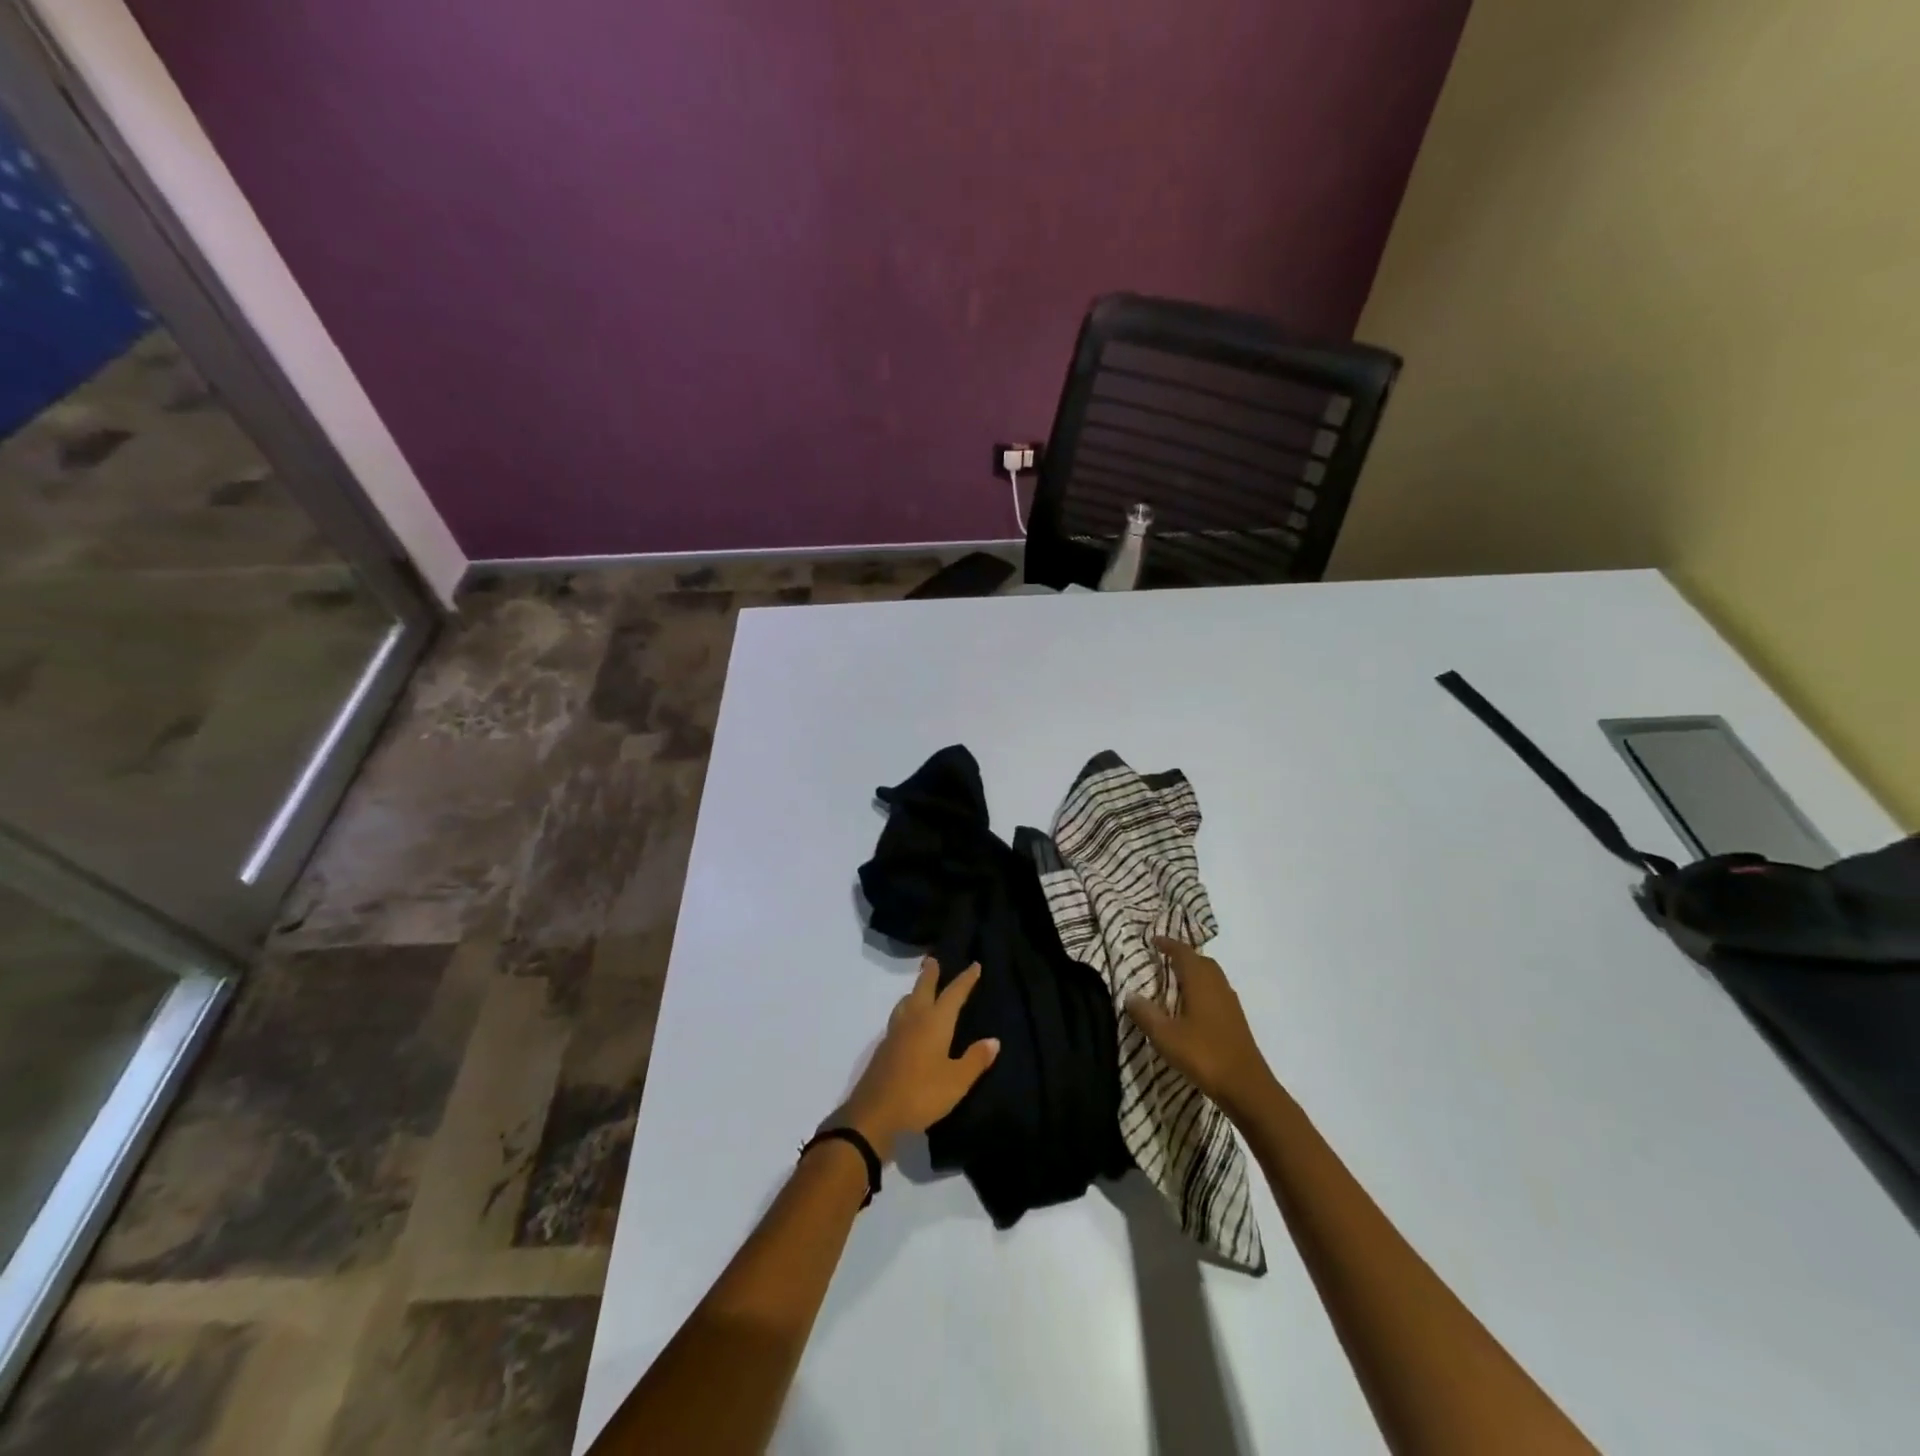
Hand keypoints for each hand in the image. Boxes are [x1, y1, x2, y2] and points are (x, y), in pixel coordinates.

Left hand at [840, 960, 999, 1160]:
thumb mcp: (956, 1081)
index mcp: (935, 1022)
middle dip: (931, 974)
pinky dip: (906, 1010)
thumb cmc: (921, 1094)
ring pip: (907, 1002)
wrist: (874, 1113)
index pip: (953, 993)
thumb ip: (975, 1059)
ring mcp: (895, 1032)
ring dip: (915, 990)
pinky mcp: (884, 1048)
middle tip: (933, 959)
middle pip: (923, 988)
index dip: (965, 979)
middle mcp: (914, 1019)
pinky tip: (908, 1023)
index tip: (974, 965)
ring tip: (920, 989)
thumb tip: (993, 1040)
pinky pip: (898, 1017)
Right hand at [1125, 937, 1275, 1120]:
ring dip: (1194, 972)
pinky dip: (1202, 988)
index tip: (1153, 940)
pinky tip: (1192, 1006)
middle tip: (1163, 959)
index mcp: (1200, 981)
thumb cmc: (1204, 1055)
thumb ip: (1146, 1014)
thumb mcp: (1165, 1036)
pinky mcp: (1236, 1019)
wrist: (1246, 1087)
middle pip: (1201, 961)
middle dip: (1183, 956)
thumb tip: (1129, 995)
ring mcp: (1230, 1002)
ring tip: (1175, 981)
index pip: (1183, 953)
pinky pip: (1216, 991)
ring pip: (1211, 976)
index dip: (1168, 944)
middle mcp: (1217, 985)